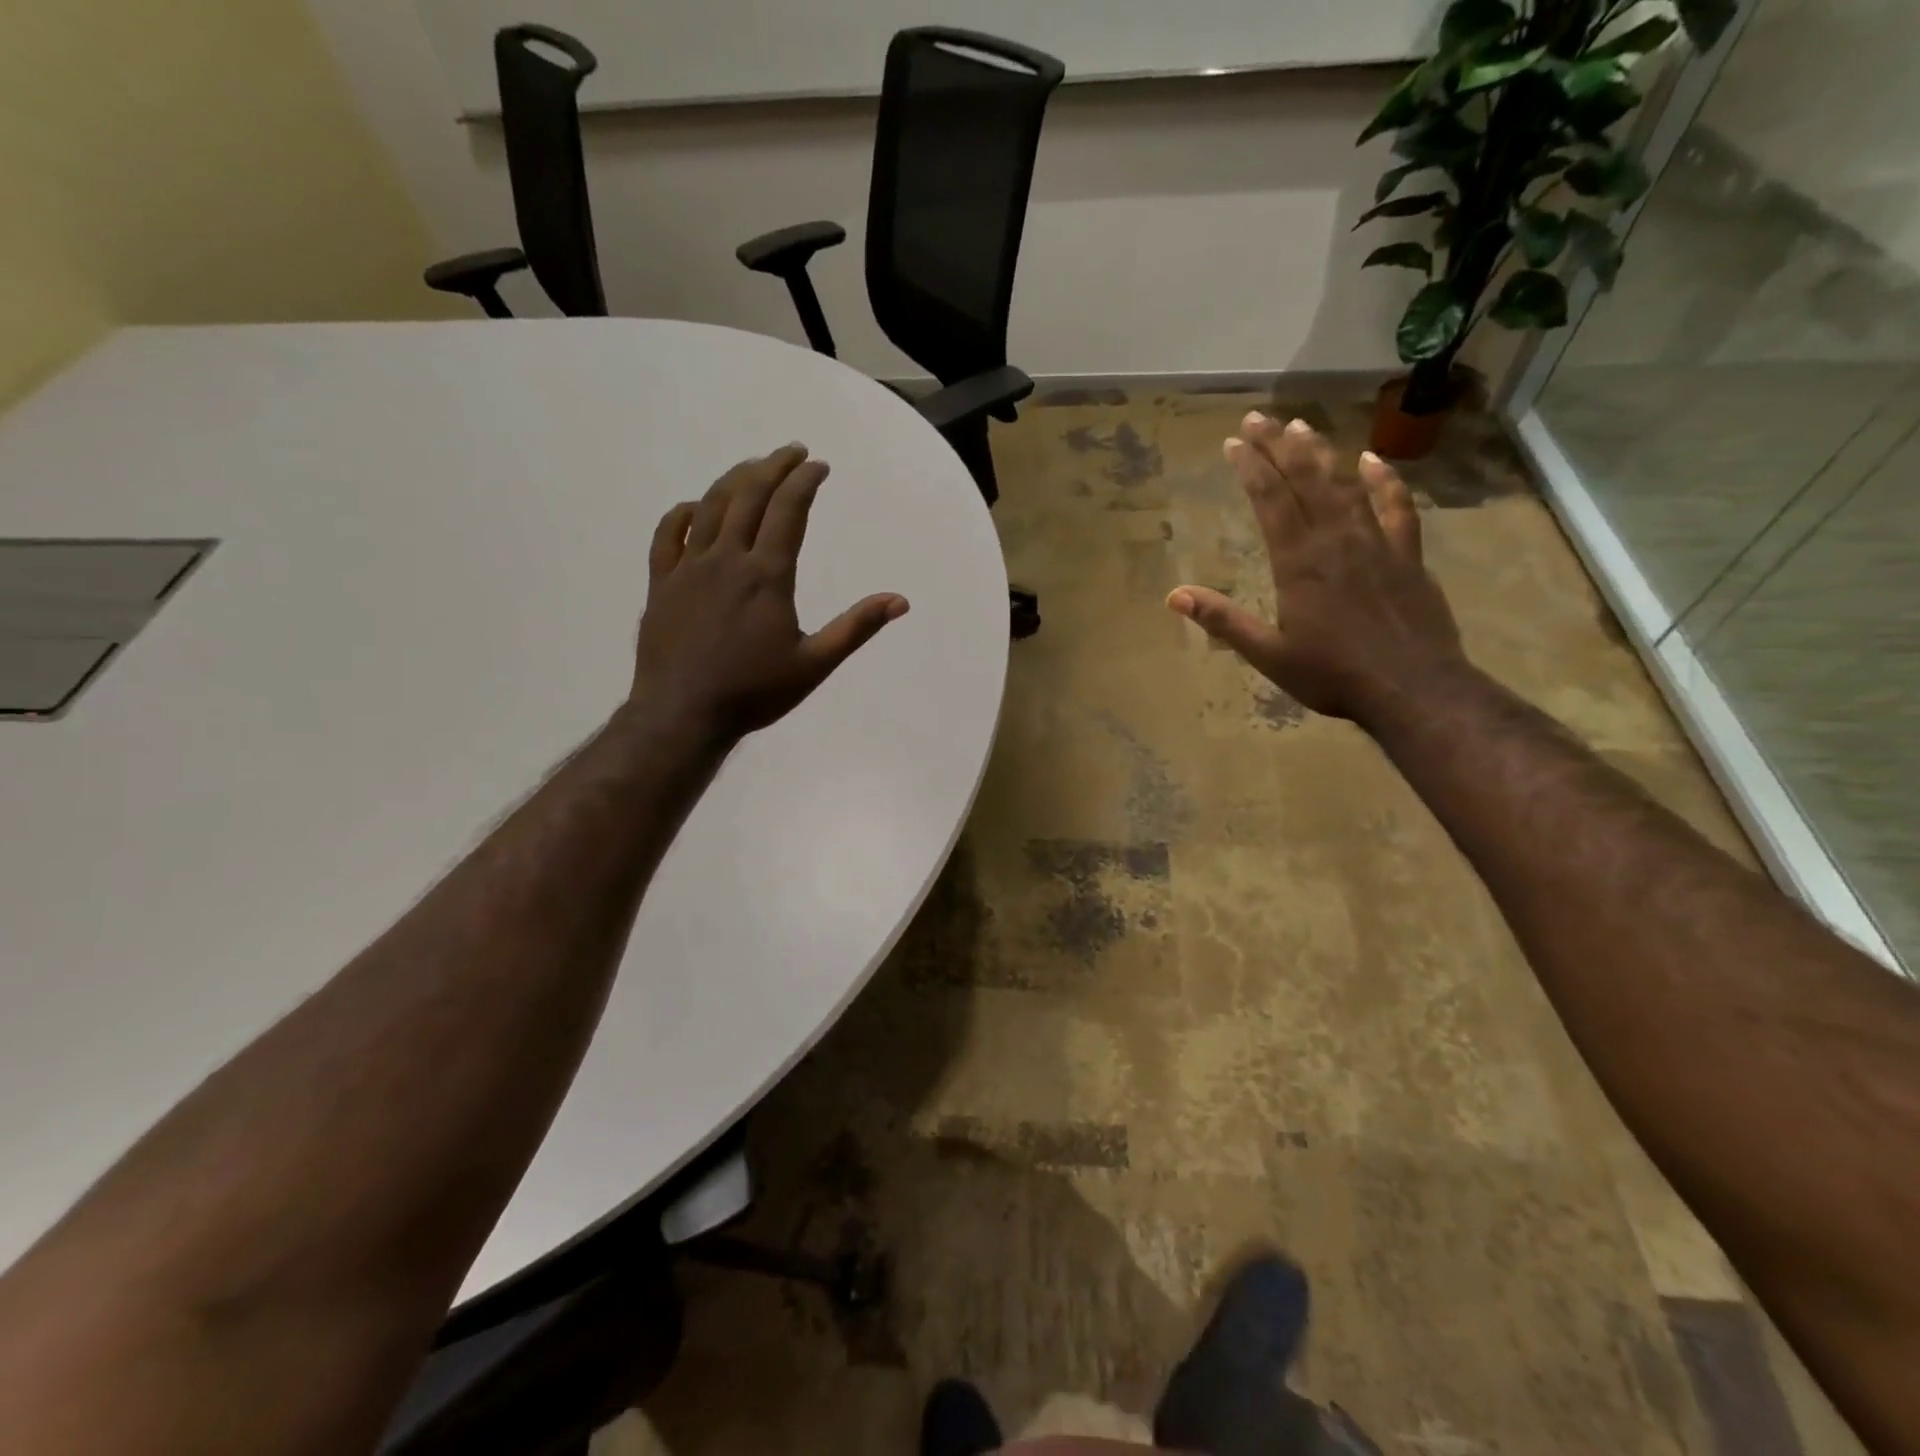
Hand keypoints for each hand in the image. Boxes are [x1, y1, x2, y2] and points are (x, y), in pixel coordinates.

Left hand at [631, 444, 907, 739]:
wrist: (683, 714)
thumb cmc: (754, 692)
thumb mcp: (815, 664)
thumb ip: (856, 628)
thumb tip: (900, 601)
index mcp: (766, 575)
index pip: (788, 510)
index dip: (805, 481)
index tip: (819, 465)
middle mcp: (726, 559)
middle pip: (749, 496)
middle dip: (773, 467)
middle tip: (792, 452)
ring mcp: (688, 568)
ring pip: (710, 507)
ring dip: (734, 480)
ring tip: (753, 467)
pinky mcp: (661, 583)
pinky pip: (668, 534)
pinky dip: (684, 512)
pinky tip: (695, 507)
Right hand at [1166, 413, 1465, 723]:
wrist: (1414, 688)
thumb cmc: (1333, 674)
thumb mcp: (1268, 654)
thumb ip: (1224, 621)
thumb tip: (1174, 596)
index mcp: (1299, 562)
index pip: (1270, 502)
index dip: (1250, 468)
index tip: (1233, 442)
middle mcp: (1336, 540)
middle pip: (1305, 482)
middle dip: (1279, 447)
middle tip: (1259, 418)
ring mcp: (1376, 543)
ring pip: (1345, 487)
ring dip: (1322, 455)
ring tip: (1301, 427)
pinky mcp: (1407, 555)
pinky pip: (1396, 508)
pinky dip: (1384, 482)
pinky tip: (1372, 461)